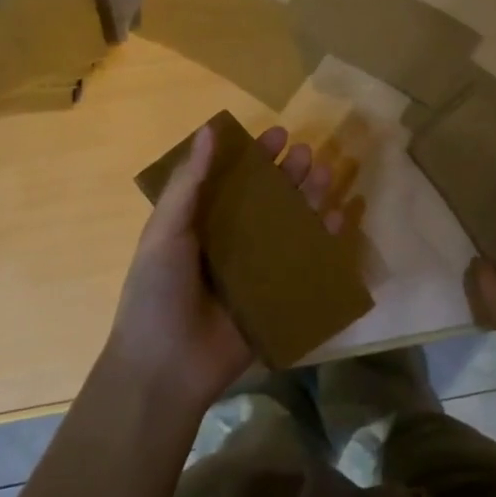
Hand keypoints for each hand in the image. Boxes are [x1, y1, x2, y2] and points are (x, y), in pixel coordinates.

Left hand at [105, 123, 342, 415]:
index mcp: (202, 222)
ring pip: (289, 225)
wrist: (166, 367)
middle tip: (307, 153)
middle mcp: (232, 240)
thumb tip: (209, 129)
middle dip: (288, 174)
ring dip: (309, 199)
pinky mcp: (276, 295)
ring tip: (326, 175)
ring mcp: (256, 269)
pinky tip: (338, 218)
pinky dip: (323, 240)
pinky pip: (304, 262)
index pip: (234, 179)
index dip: (256, 155)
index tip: (279, 133)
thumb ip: (189, 182)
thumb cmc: (158, 291)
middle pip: (267, 199)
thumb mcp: (166, 231)